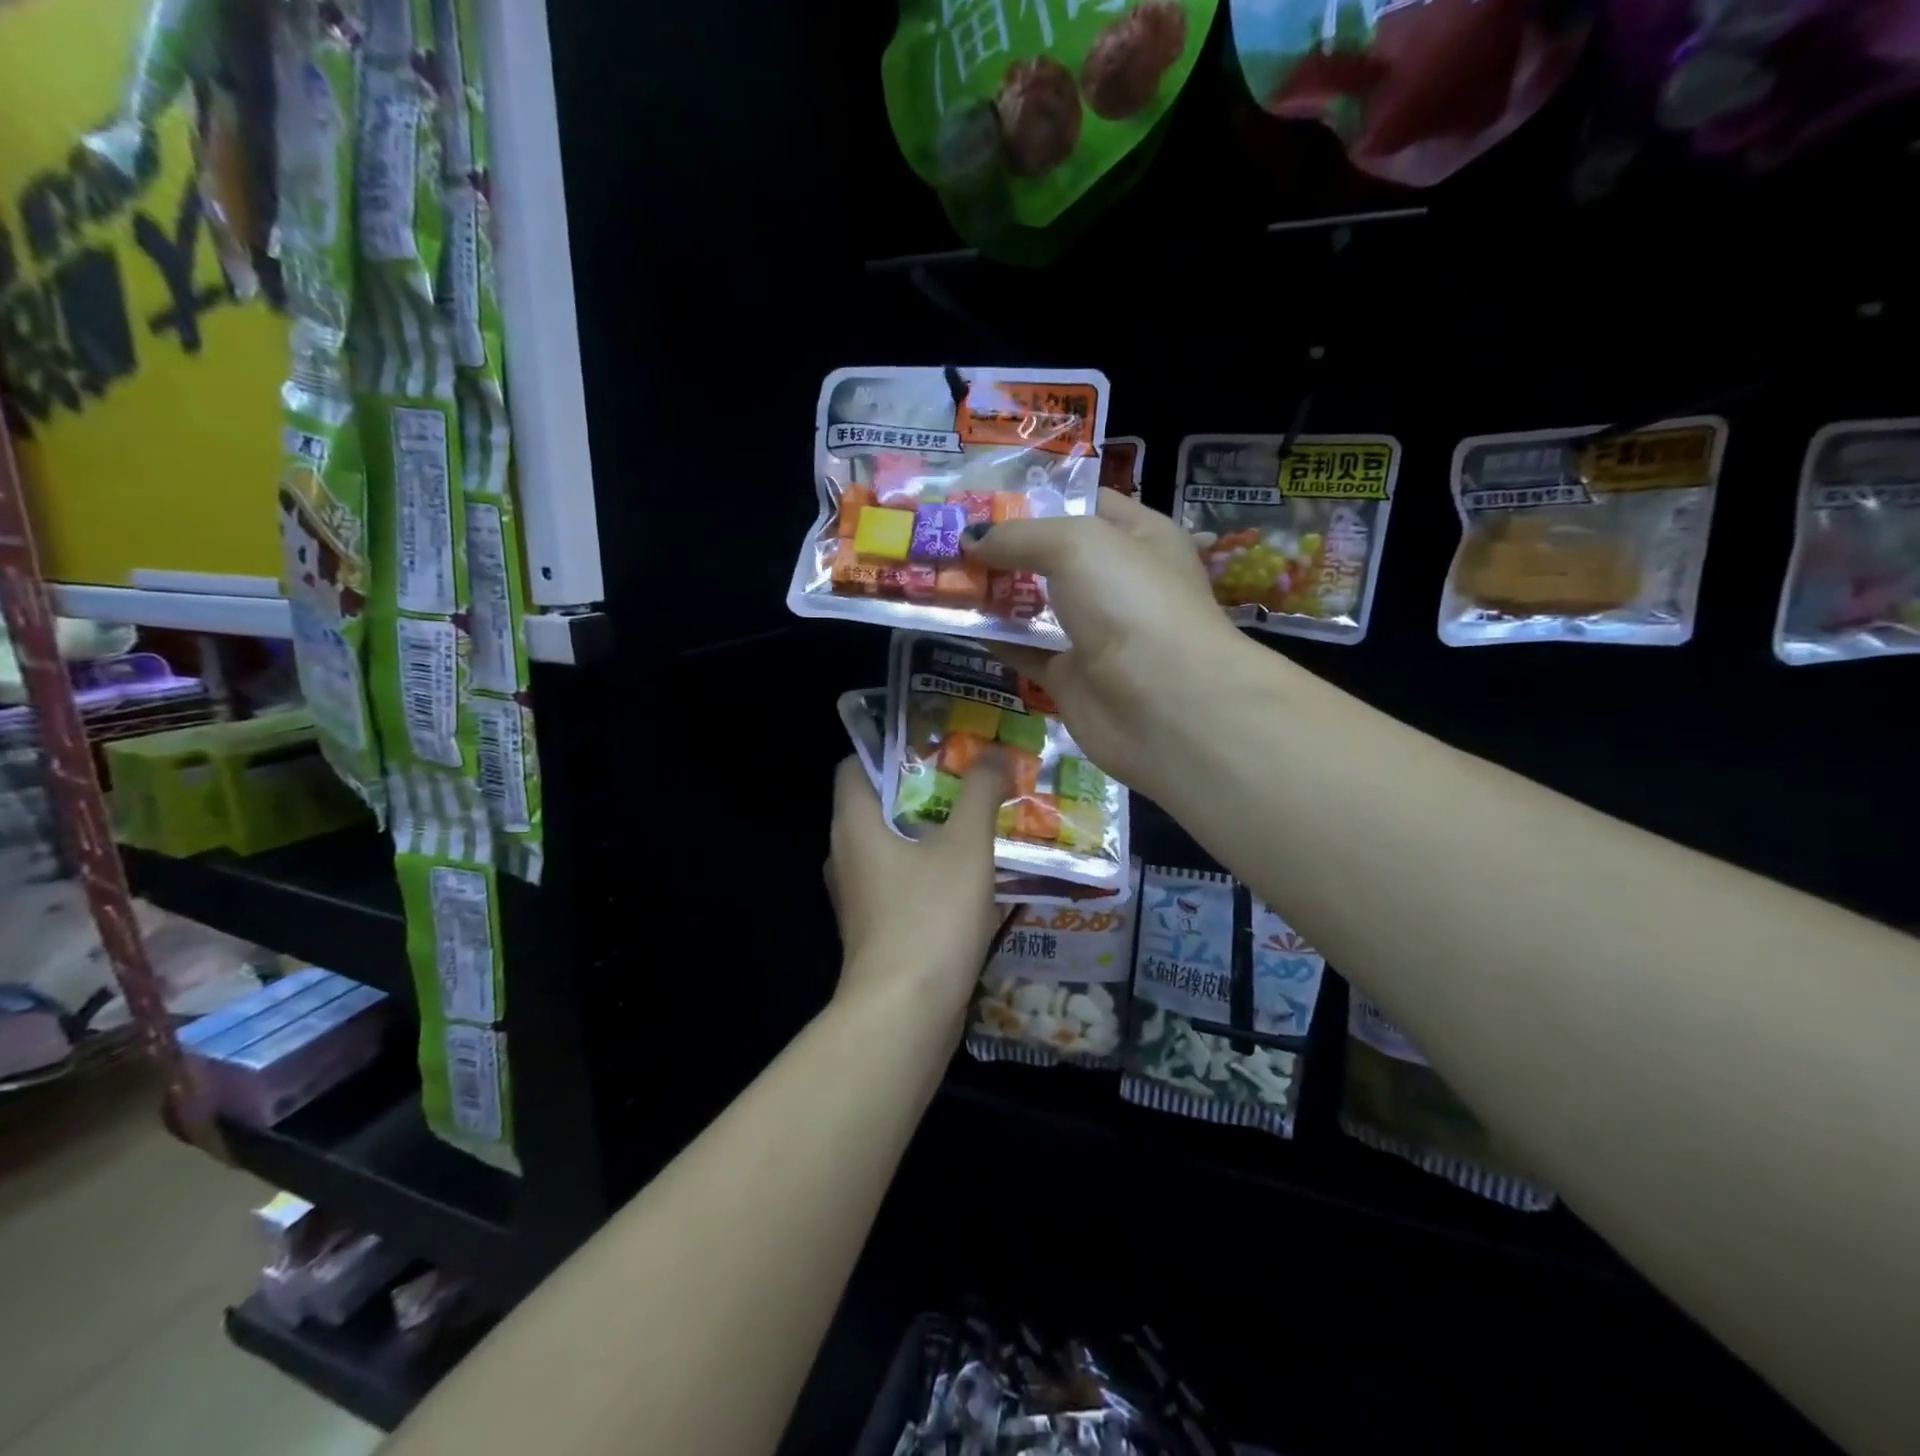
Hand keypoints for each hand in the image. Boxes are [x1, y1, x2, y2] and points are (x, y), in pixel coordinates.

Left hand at [825, 755, 1011, 1015]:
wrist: (905, 1014)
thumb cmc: (930, 916)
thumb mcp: (966, 846)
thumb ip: (980, 793)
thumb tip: (996, 754)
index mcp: (853, 824)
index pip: (855, 765)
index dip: (891, 748)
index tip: (936, 744)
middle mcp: (845, 856)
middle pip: (878, 806)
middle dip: (922, 791)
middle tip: (969, 781)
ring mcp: (857, 898)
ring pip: (891, 848)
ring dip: (929, 835)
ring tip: (976, 825)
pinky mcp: (874, 930)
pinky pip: (899, 885)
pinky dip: (928, 873)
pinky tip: (970, 878)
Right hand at [963, 488, 1254, 793]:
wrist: (1164, 706)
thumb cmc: (1131, 603)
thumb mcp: (1076, 545)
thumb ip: (1019, 536)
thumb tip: (970, 539)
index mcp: (1140, 537)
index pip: (1086, 504)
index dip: (1037, 497)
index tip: (981, 497)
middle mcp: (1119, 583)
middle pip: (1053, 557)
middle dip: (1004, 547)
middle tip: (948, 536)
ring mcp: (1095, 633)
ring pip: (1036, 605)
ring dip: (993, 592)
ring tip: (940, 574)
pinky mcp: (1071, 678)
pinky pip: (1026, 651)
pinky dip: (995, 638)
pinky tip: (956, 622)